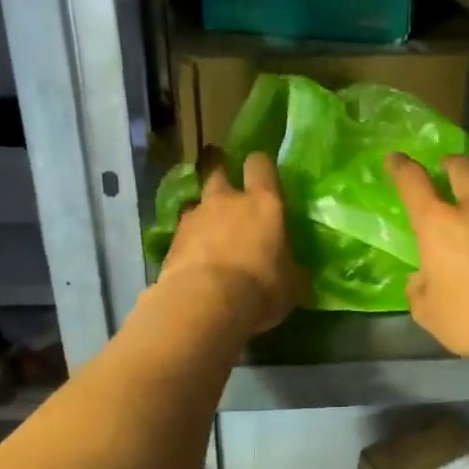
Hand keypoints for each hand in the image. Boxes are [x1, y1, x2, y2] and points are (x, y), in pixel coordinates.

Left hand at [161, 151, 305, 335]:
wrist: (204, 303)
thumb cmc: (260, 288)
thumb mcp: (292, 286)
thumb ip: (292, 270)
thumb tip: (296, 272)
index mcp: (264, 203)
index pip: (260, 165)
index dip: (260, 167)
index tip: (262, 175)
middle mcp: (227, 200)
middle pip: (220, 173)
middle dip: (224, 182)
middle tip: (231, 201)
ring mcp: (195, 217)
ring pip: (197, 202)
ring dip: (204, 213)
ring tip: (210, 235)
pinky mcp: (172, 240)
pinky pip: (182, 231)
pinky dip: (188, 240)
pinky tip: (193, 259)